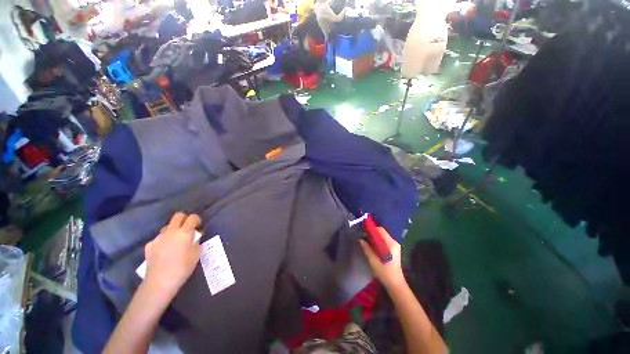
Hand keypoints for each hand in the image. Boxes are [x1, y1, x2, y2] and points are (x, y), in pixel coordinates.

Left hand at [144, 212, 201, 298]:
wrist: (160, 281)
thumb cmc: (183, 267)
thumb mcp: (196, 254)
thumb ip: (197, 242)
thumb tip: (195, 238)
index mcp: (184, 232)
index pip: (192, 217)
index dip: (197, 219)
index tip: (199, 226)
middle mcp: (171, 231)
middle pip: (178, 216)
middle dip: (184, 219)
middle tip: (188, 228)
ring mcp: (158, 238)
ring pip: (167, 227)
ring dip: (173, 230)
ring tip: (176, 242)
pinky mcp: (149, 245)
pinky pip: (159, 238)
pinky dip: (164, 241)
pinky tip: (165, 251)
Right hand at [359, 227, 405, 290]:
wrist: (395, 284)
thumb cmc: (385, 272)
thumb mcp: (373, 260)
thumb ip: (367, 248)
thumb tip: (360, 239)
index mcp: (391, 244)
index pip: (380, 230)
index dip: (371, 229)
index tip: (363, 230)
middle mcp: (394, 242)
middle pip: (381, 232)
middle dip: (372, 233)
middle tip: (363, 236)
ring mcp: (395, 246)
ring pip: (382, 236)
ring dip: (374, 237)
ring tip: (366, 240)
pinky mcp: (394, 249)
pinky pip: (384, 241)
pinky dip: (378, 241)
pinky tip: (372, 245)